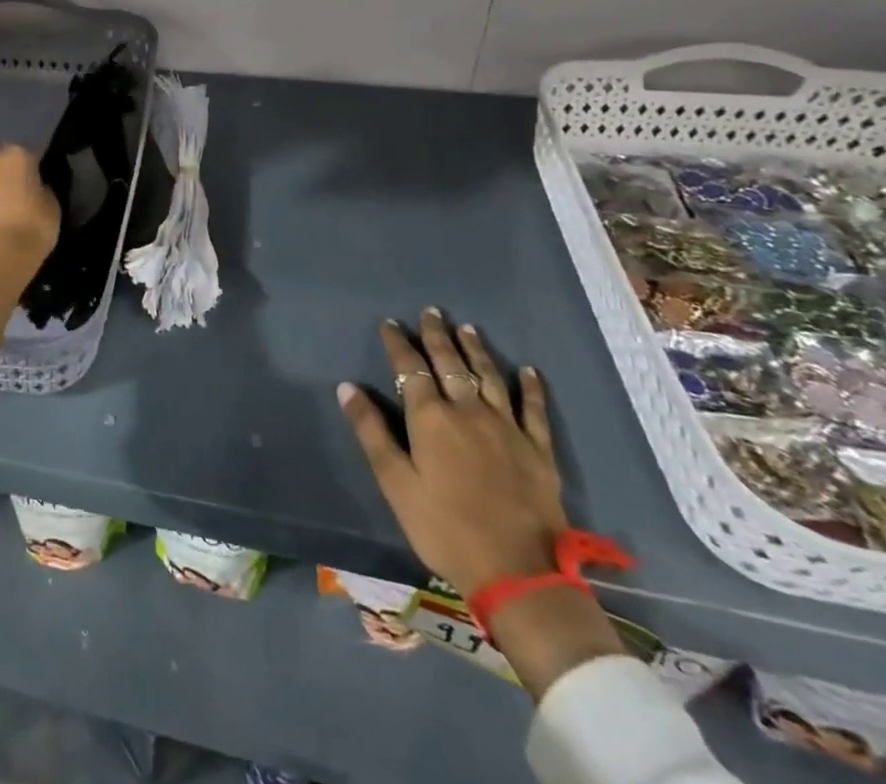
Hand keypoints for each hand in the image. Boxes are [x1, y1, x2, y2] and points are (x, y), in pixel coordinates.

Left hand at [0, 145, 58, 262]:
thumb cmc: (31, 226)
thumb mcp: (53, 207)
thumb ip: (44, 192)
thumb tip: (38, 190)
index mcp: (16, 156)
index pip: (27, 157)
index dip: (33, 173)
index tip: (38, 190)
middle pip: (0, 168)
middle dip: (7, 182)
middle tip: (20, 205)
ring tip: (1, 222)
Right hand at [336, 308, 564, 597]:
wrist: (519, 573)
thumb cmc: (445, 528)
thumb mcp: (396, 484)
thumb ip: (372, 432)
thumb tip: (347, 387)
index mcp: (431, 418)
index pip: (411, 369)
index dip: (398, 343)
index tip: (390, 323)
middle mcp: (468, 411)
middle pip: (450, 364)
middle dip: (437, 336)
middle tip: (431, 312)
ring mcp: (507, 428)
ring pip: (489, 377)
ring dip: (476, 350)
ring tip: (467, 328)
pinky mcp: (538, 451)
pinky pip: (534, 410)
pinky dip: (531, 388)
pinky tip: (529, 371)